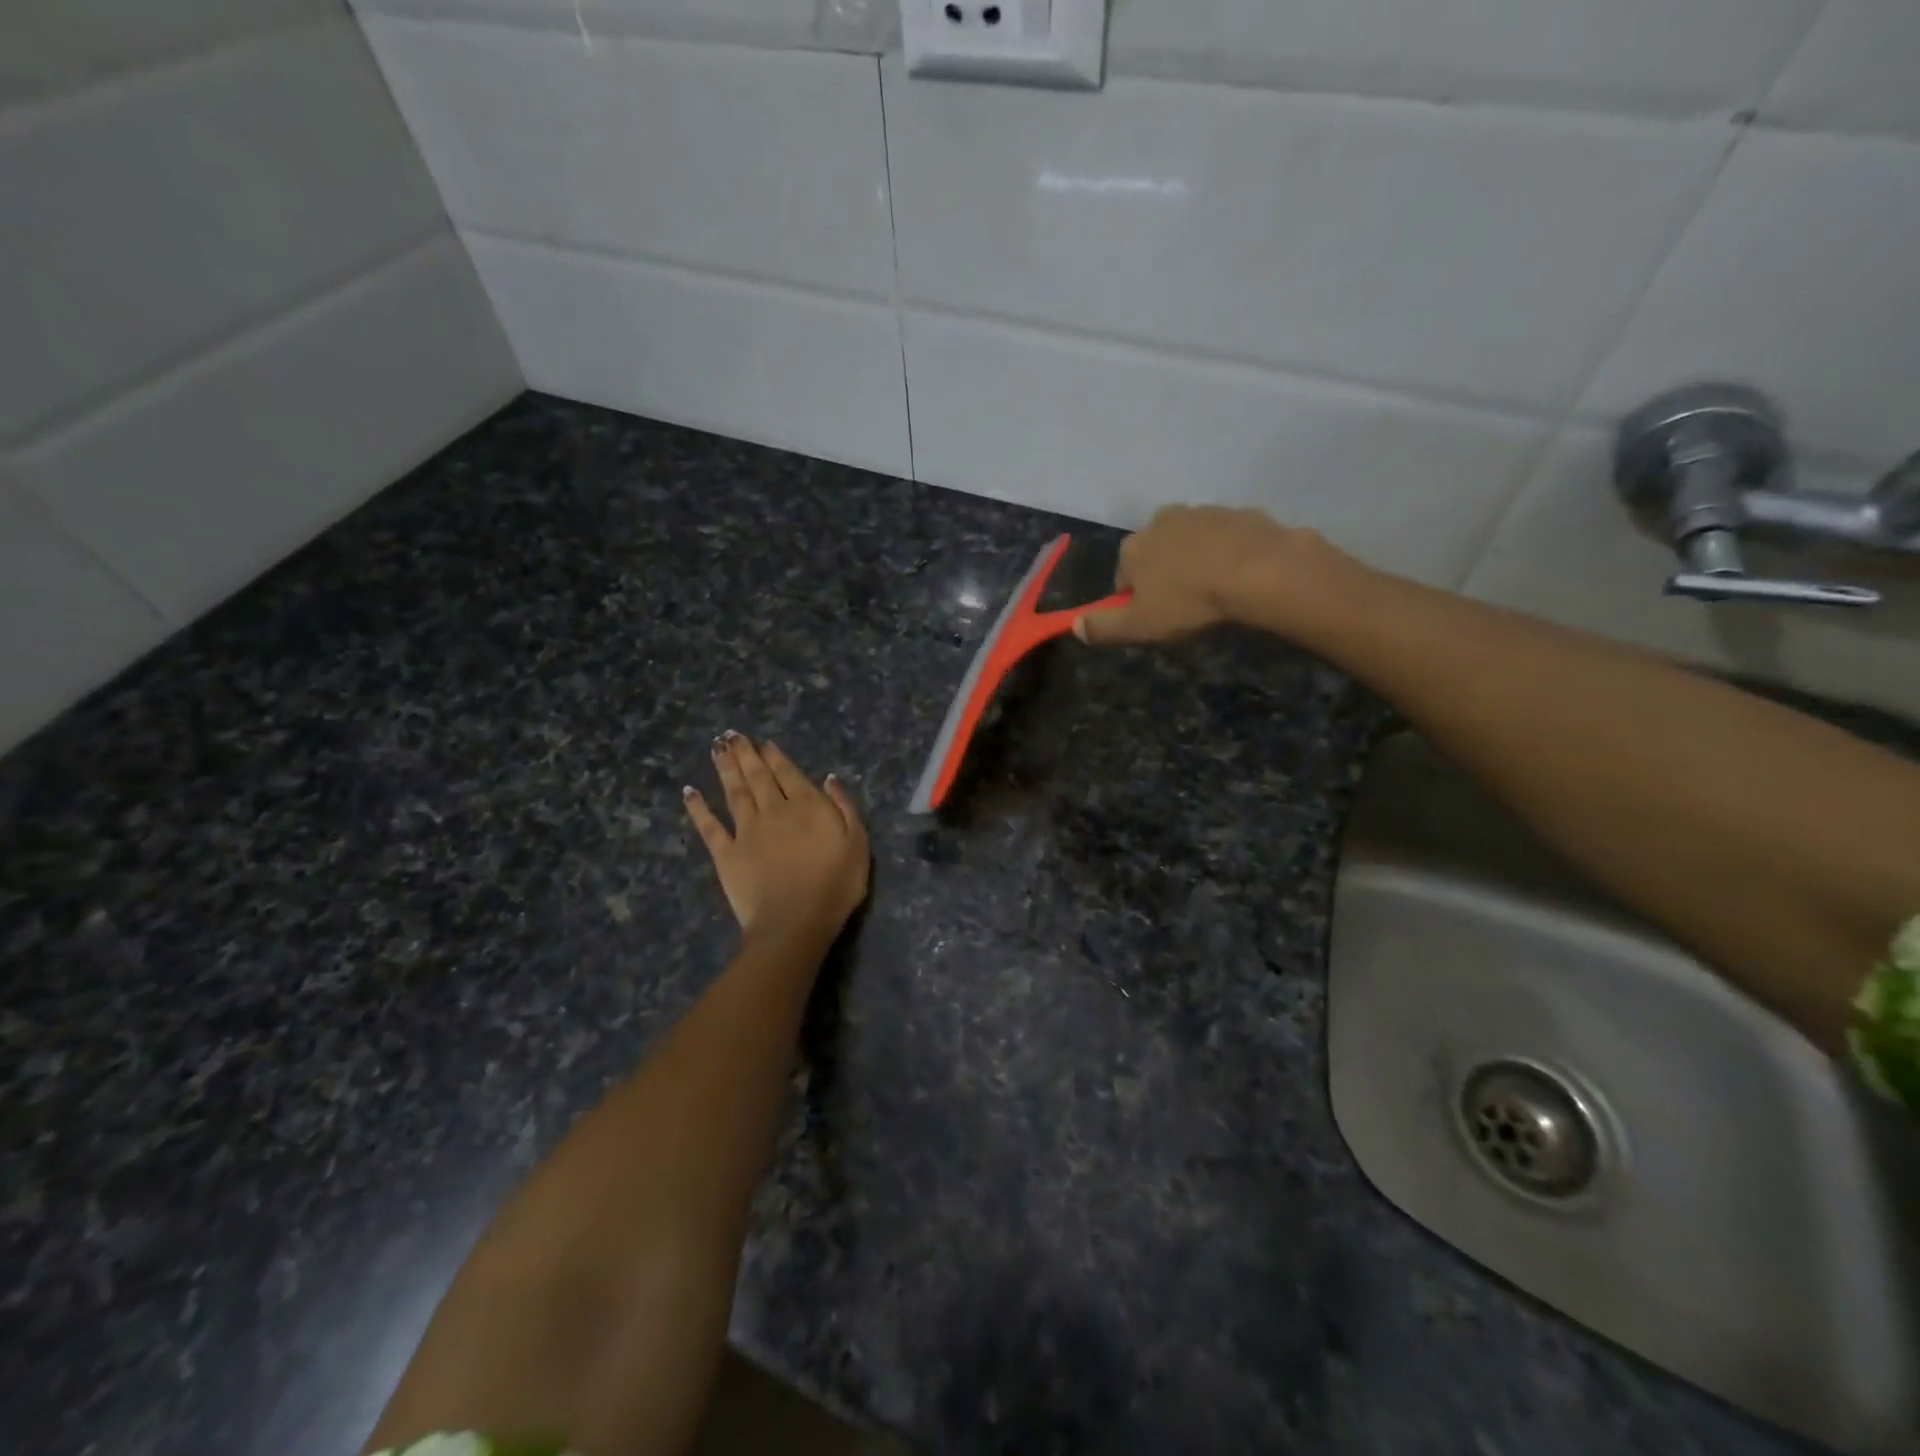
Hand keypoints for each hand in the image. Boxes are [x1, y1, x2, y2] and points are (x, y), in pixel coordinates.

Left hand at [684, 733, 868, 942]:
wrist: (795, 921)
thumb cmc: (835, 884)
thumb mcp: (857, 843)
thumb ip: (844, 807)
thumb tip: (828, 778)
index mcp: (806, 805)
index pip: (788, 773)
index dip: (775, 756)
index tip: (763, 743)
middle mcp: (773, 810)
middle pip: (757, 776)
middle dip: (745, 754)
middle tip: (732, 734)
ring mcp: (746, 831)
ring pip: (734, 792)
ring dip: (725, 768)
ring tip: (716, 748)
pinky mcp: (726, 854)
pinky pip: (709, 826)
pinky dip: (698, 808)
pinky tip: (690, 792)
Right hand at [1073, 505, 1354, 645]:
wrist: (1259, 572)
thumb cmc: (1190, 602)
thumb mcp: (1140, 626)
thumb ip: (1103, 627)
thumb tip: (1074, 626)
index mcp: (1133, 547)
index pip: (1122, 576)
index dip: (1135, 600)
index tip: (1154, 618)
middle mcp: (1162, 521)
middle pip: (1155, 553)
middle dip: (1165, 574)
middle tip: (1186, 605)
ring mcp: (1203, 512)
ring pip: (1190, 541)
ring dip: (1196, 561)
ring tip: (1216, 591)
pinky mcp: (1240, 513)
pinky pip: (1226, 537)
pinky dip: (1228, 553)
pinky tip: (1241, 577)